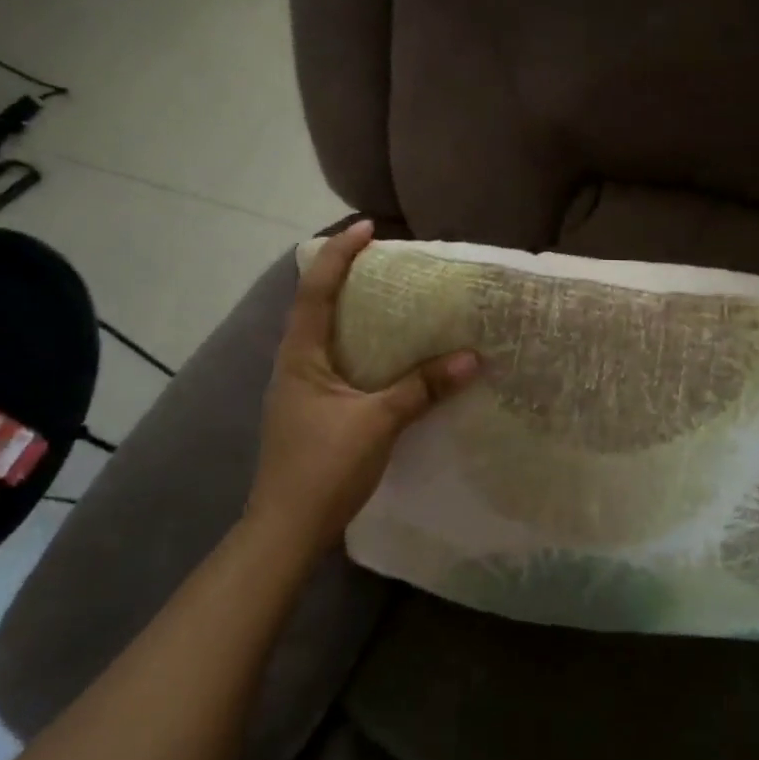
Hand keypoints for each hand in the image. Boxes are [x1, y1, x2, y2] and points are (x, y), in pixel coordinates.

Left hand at [244, 220, 479, 549]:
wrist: (286, 530)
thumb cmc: (324, 467)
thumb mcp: (379, 422)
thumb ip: (422, 388)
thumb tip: (472, 358)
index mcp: (300, 356)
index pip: (315, 291)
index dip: (339, 255)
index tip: (368, 229)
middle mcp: (294, 365)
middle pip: (316, 307)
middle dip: (347, 279)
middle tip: (387, 265)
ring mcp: (301, 390)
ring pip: (327, 338)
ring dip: (354, 315)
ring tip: (393, 304)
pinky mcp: (312, 412)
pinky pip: (338, 365)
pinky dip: (362, 350)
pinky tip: (388, 361)